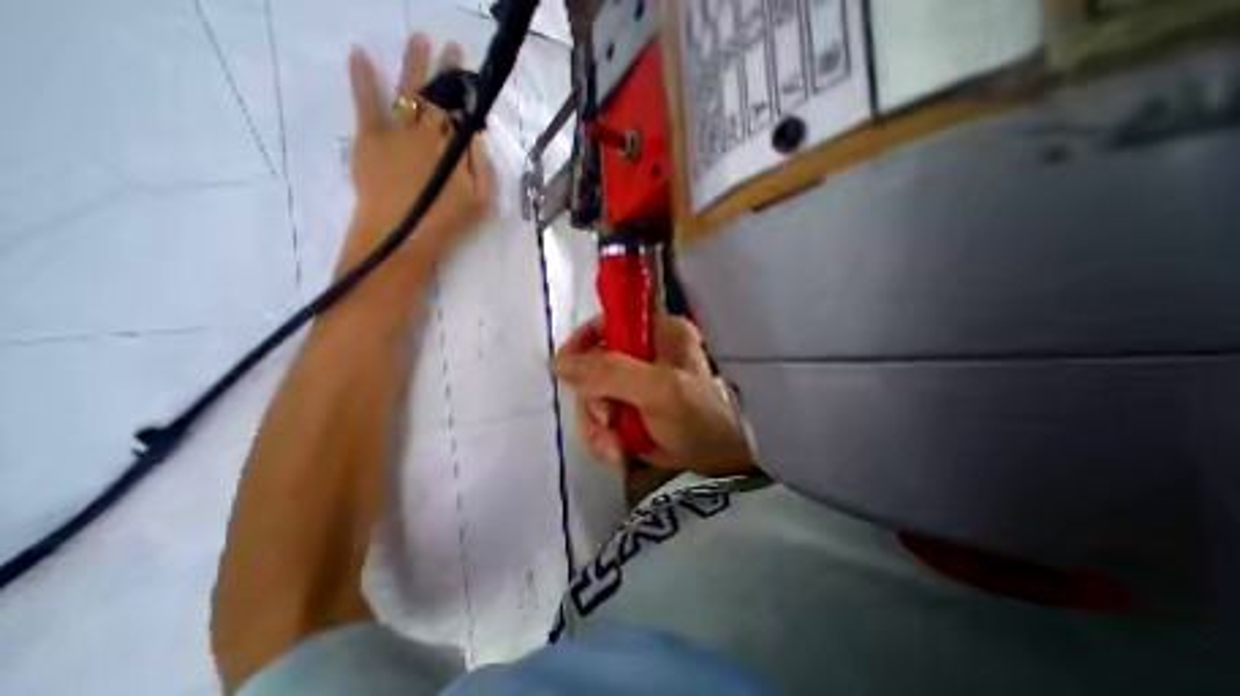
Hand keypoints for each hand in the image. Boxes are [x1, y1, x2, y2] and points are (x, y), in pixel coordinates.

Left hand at [341, 31, 497, 277]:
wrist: (401, 235)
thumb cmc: (446, 222)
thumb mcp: (480, 201)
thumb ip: (482, 167)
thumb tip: (475, 137)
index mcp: (453, 149)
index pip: (462, 114)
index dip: (467, 94)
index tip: (472, 77)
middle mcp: (427, 133)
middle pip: (439, 98)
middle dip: (448, 72)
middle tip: (454, 48)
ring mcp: (396, 133)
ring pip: (408, 92)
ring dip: (414, 65)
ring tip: (419, 39)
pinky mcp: (369, 139)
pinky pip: (366, 103)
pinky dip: (362, 78)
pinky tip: (360, 54)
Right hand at [553, 312, 755, 475]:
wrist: (721, 462)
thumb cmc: (700, 420)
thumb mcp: (659, 391)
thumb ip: (610, 373)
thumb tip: (558, 363)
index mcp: (657, 331)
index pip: (606, 322)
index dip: (582, 343)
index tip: (566, 371)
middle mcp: (643, 352)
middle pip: (593, 366)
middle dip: (594, 401)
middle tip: (609, 422)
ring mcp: (635, 382)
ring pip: (592, 396)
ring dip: (597, 427)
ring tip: (616, 448)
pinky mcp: (630, 407)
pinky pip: (600, 418)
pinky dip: (604, 438)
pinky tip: (620, 453)